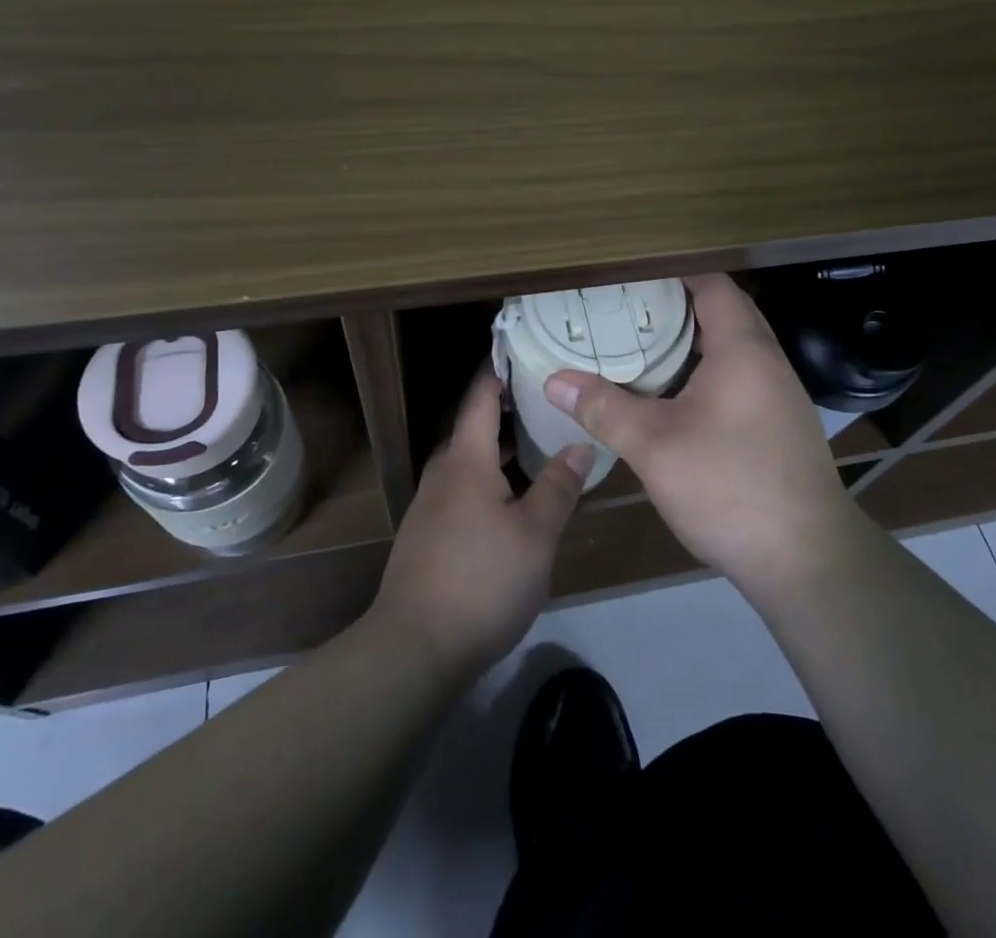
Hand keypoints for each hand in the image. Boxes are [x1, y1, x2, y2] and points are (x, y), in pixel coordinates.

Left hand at [371, 370, 590, 681]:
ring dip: (501, 447)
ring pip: (470, 460)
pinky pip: (463, 487)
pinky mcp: (428, 534)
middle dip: (508, 409)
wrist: (415, 648)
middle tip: (549, 398)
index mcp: (466, 459)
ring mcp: (431, 504)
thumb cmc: (482, 579)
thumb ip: (559, 484)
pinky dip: (490, 477)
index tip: (522, 347)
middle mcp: (443, 472)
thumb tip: (581, 442)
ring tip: (540, 443)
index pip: (480, 396)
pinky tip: (515, 497)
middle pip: (475, 427)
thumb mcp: (535, 533)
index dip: (498, 368)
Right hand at [543, 273, 868, 598]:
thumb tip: (554, 381)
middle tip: (628, 309)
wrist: (808, 560)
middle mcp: (768, 361)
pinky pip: (742, 376)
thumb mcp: (655, 447)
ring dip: (694, 341)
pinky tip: (677, 397)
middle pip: (724, 312)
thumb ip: (604, 408)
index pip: (713, 284)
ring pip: (735, 348)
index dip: (674, 273)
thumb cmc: (730, 487)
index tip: (631, 275)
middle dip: (678, 306)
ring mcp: (781, 394)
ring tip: (644, 346)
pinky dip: (709, 371)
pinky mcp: (782, 425)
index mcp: (742, 348)